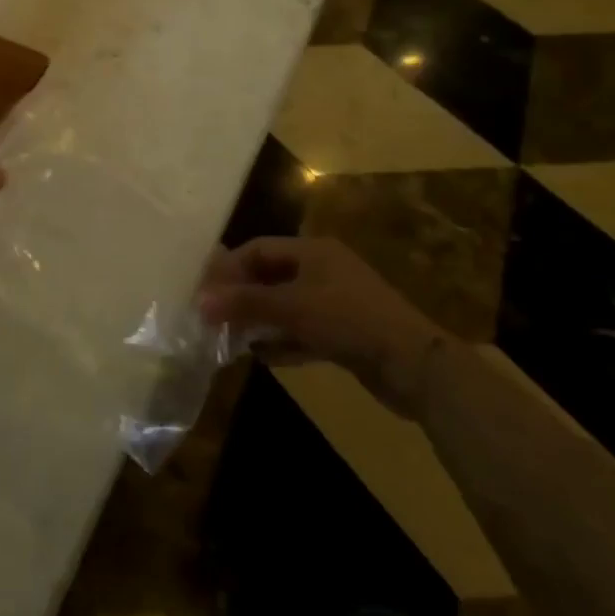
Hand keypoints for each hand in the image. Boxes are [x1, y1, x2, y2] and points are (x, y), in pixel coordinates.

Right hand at [197, 237, 450, 420]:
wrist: (415, 366)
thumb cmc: (349, 321)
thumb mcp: (292, 307)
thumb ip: (245, 303)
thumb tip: (199, 300)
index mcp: (313, 251)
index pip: (259, 249)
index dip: (228, 268)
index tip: (203, 291)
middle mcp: (323, 270)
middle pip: (270, 276)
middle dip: (241, 295)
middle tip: (212, 316)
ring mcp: (335, 303)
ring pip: (284, 306)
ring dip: (258, 320)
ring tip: (229, 337)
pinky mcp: (343, 334)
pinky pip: (301, 331)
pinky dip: (281, 341)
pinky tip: (261, 356)